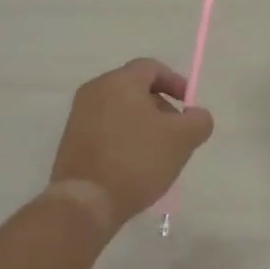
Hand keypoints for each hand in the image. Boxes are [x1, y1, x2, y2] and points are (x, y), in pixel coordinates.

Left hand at [48, 58, 214, 232]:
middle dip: (160, 107)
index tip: (189, 106)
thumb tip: (196, 115)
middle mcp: (95, 90)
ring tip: (157, 153)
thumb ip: (198, 120)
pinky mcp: (71, 140)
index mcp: (119, 81)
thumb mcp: (182, 139)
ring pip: (120, 110)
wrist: (86, 201)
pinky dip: (124, 138)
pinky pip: (105, 128)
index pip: (151, 67)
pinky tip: (134, 164)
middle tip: (176, 134)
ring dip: (143, 124)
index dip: (175, 82)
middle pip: (135, 88)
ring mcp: (79, 115)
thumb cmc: (137, 161)